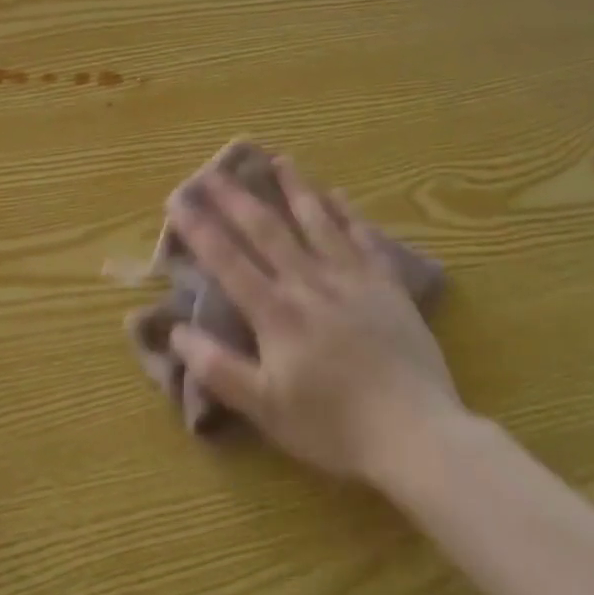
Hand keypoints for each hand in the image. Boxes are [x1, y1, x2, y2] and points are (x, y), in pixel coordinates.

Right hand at [164, 158, 462, 484]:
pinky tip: (339, 195)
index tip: (177, 198)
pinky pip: (365, 239)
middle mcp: (308, 284)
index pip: (227, 259)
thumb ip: (217, 367)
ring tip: (278, 160)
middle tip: (214, 169)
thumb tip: (176, 330)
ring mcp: (351, 280)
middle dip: (236, 197)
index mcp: (275, 312)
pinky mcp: (387, 288)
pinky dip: (349, 214)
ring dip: (294, 189)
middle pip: (266, 229)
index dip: (199, 227)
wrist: (417, 435)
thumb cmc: (333, 426)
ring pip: (317, 222)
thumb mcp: (264, 407)